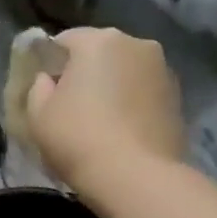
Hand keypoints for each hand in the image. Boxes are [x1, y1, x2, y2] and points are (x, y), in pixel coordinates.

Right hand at [24, 27, 184, 197]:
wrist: (136, 178)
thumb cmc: (78, 138)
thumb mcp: (38, 114)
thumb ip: (38, 87)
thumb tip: (50, 80)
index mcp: (99, 41)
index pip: (65, 40)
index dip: (50, 62)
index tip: (45, 89)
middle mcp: (136, 44)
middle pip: (100, 52)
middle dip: (85, 71)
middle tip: (70, 105)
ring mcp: (163, 70)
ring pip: (125, 71)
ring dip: (112, 87)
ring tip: (99, 121)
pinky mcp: (179, 98)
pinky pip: (144, 92)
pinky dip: (132, 103)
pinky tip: (121, 131)